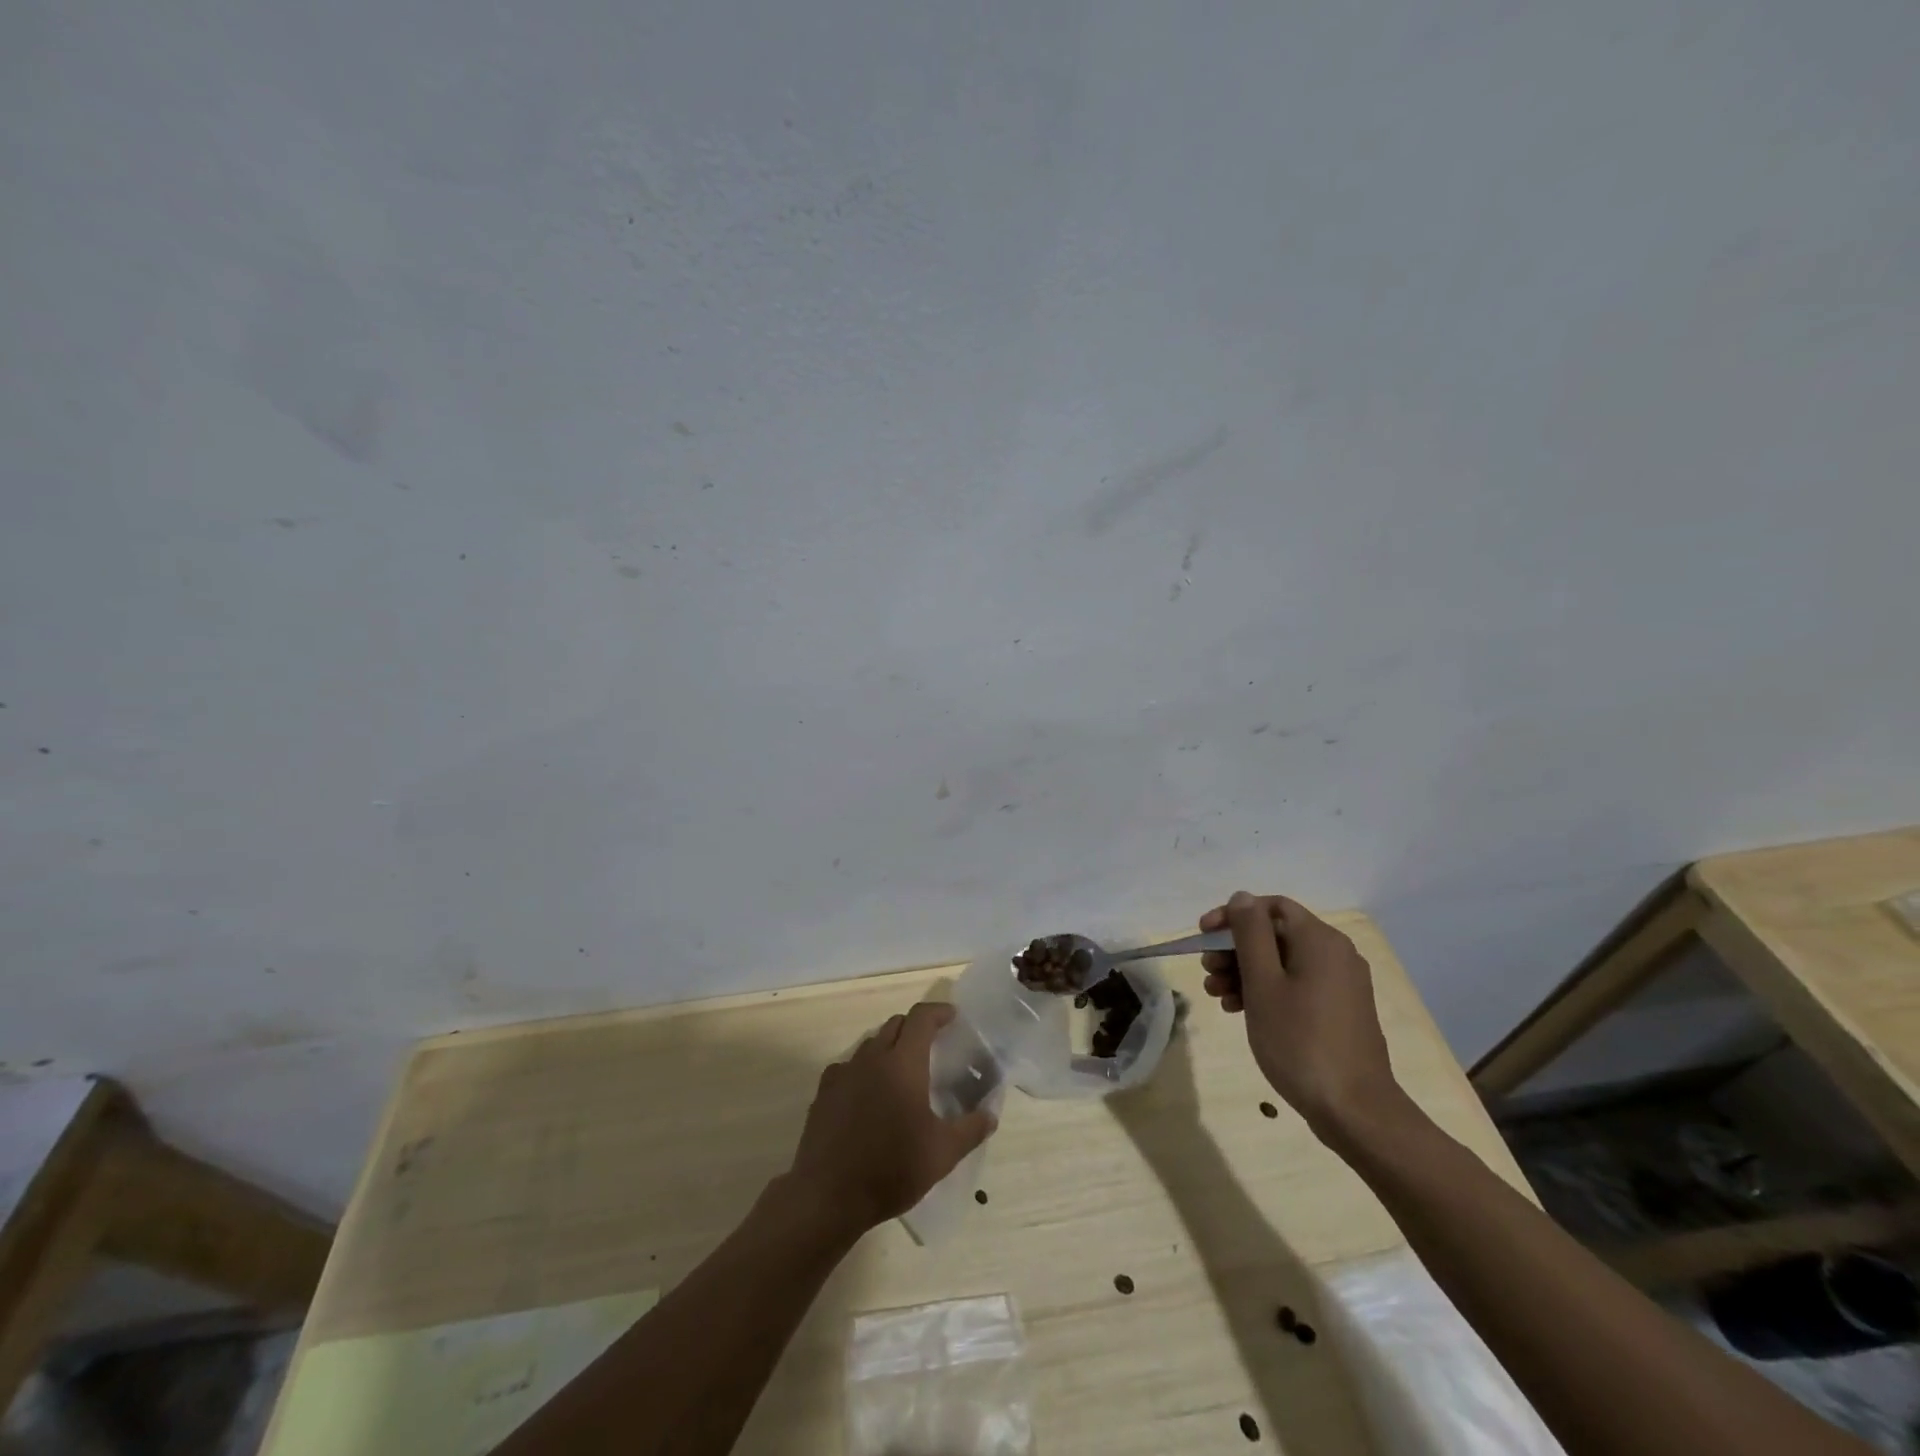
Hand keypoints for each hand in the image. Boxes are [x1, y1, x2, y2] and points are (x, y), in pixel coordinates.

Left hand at [786, 1002, 997, 1233]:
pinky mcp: (824, 1093)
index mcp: (903, 1063)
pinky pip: (848, 1067)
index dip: (938, 1012)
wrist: (828, 1195)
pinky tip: (868, 1094)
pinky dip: (863, 1070)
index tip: (952, 1017)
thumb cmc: (892, 1168)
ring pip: (870, 1044)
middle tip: (931, 1046)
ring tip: (901, 1072)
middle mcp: (872, 1058)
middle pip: (895, 1025)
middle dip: (915, 1028)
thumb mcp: (942, 1153)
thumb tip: (991, 1115)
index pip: (921, 1018)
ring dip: (889, 1047)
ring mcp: (844, 1073)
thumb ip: (970, 1129)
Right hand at [1200, 892, 1407, 1144]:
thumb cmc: (1300, 1041)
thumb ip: (1250, 934)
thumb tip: (1242, 897)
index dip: (1232, 915)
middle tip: (1207, 972)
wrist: (1355, 1111)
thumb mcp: (1263, 983)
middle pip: (1275, 934)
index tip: (1203, 936)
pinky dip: (1267, 990)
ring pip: (1283, 962)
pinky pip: (1297, 984)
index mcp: (1319, 940)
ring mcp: (1341, 984)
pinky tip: (1242, 1010)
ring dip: (1246, 972)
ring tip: (1218, 996)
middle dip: (1235, 949)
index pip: (1270, 906)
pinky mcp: (1340, 1010)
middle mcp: (1336, 953)